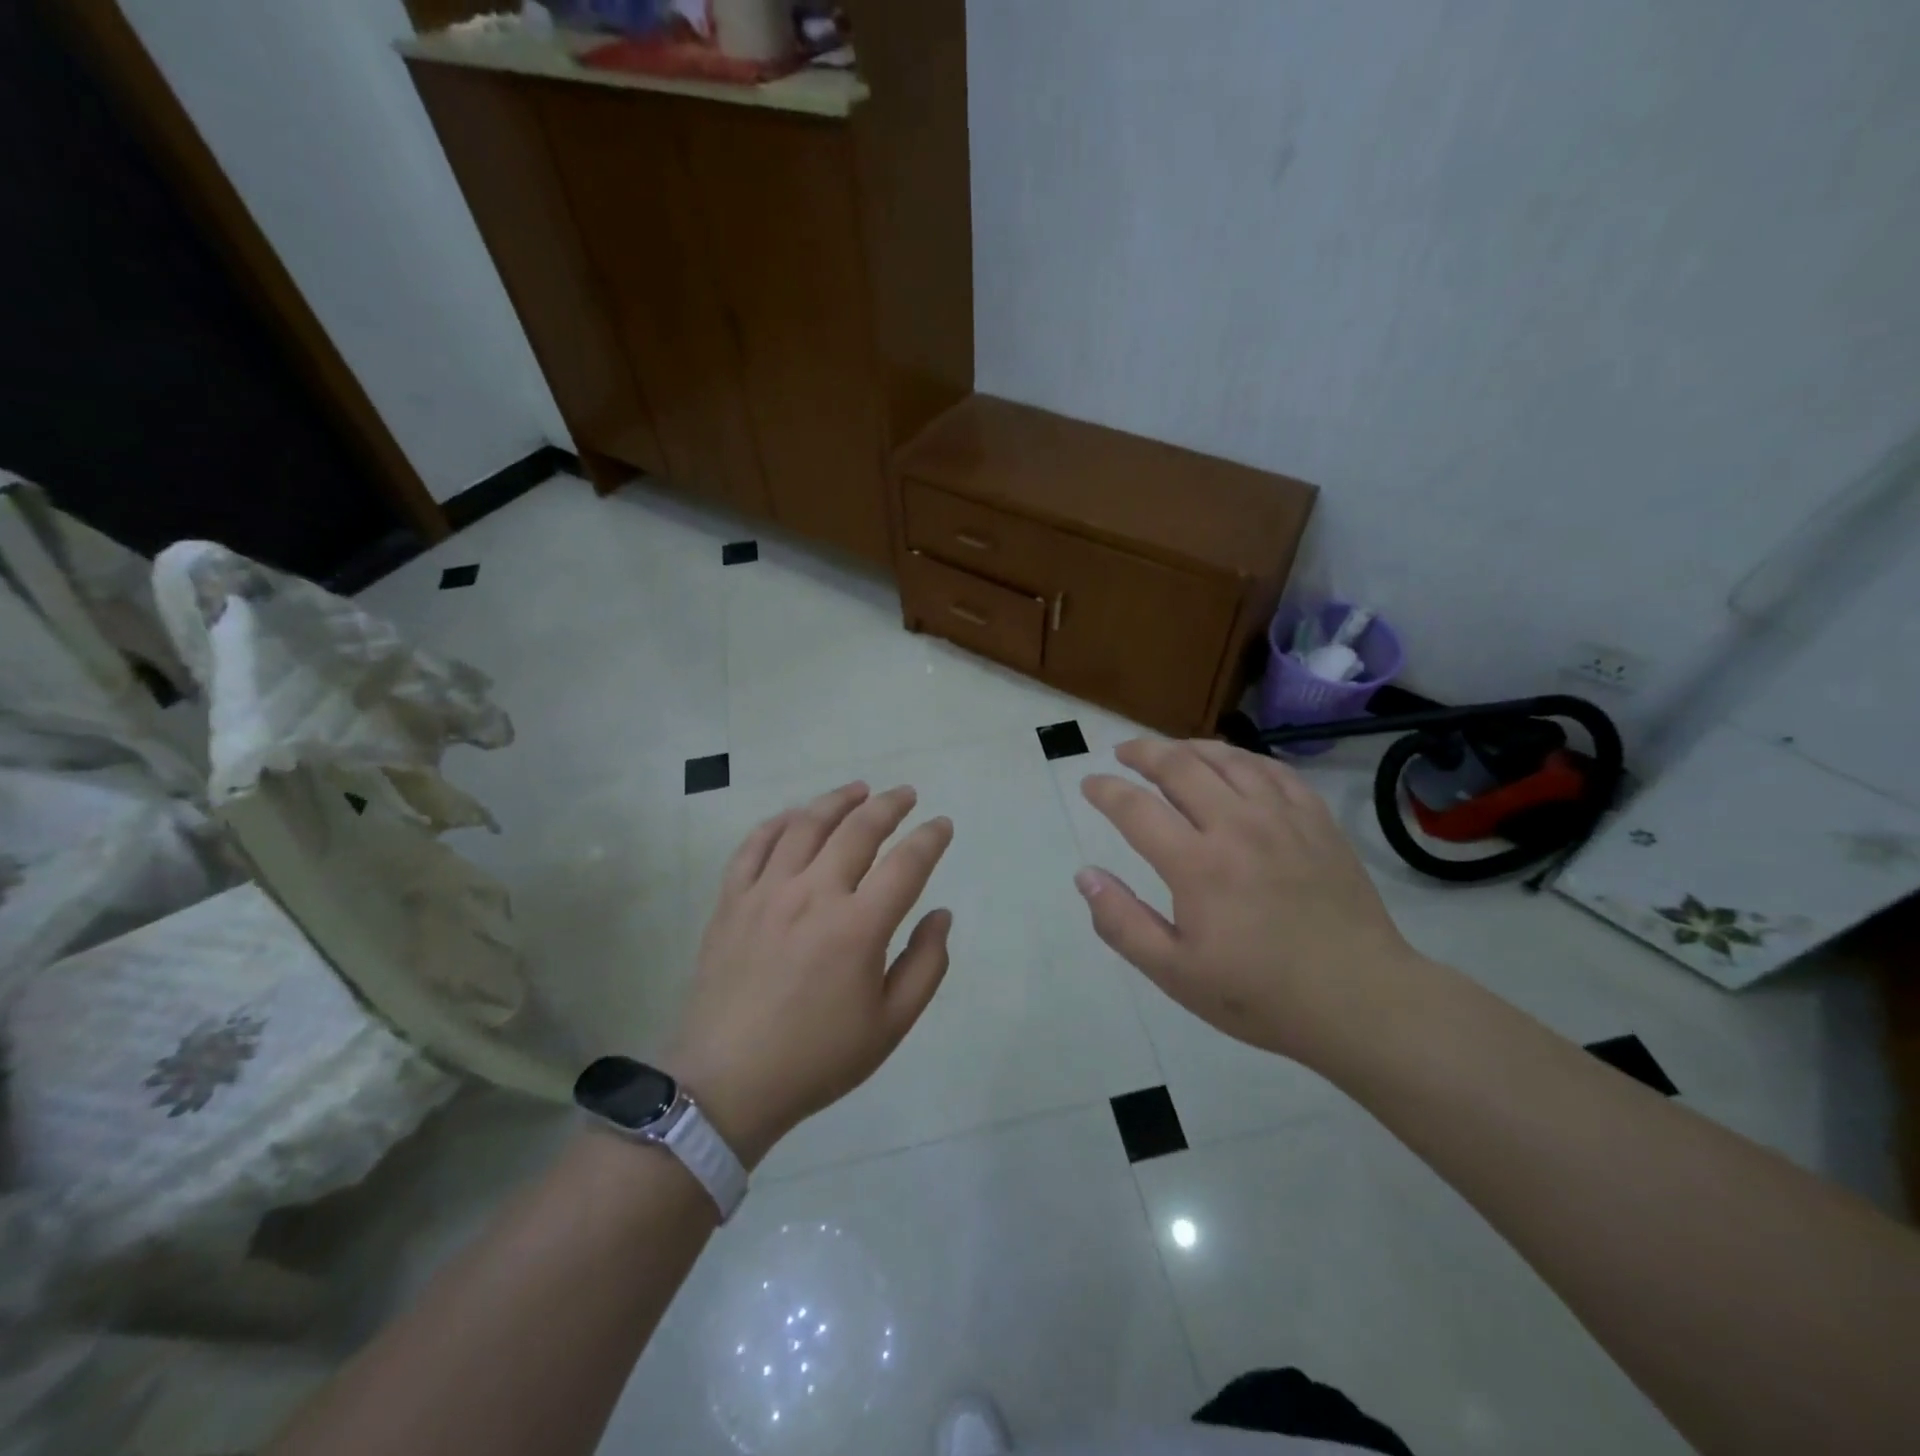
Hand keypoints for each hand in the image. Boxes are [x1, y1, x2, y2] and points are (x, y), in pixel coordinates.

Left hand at [666, 783, 953, 1166]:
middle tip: (906, 794)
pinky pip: (754, 844)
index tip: (942, 825)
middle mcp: (814, 895)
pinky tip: (795, 815)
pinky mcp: (731, 900)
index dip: (930, 838)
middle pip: (858, 830)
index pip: (906, 864)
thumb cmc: (816, 1058)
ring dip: (837, 801)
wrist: (727, 1083)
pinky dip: (779, 822)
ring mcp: (767, 892)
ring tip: (858, 789)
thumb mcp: (890, 1026)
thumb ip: (926, 965)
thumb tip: (941, 914)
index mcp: (858, 927)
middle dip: (889, 805)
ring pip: (806, 825)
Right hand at [1077, 739, 1422, 1063]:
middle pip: (1179, 767)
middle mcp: (1236, 826)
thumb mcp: (1175, 973)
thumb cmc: (1260, 994)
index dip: (1105, 790)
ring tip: (1169, 750)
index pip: (1135, 808)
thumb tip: (1085, 876)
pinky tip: (1233, 764)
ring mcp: (1282, 818)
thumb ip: (1122, 923)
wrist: (1360, 1000)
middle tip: (1122, 752)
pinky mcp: (1317, 821)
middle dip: (1142, 752)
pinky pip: (1273, 770)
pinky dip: (1243, 758)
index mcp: (1196, 864)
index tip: (1089, 784)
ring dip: (1189, 747)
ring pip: (1227, 759)